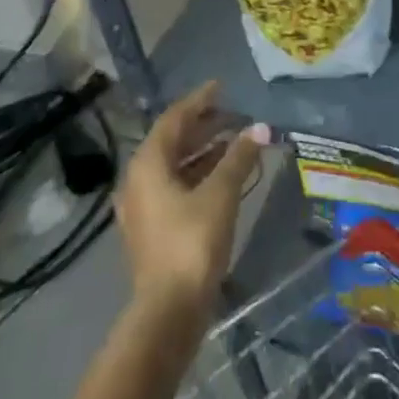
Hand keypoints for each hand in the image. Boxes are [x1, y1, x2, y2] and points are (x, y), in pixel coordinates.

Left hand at [118, 82, 264, 318]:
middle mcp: (138, 179)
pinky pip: (175, 186)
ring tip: (235, 141)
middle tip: (233, 115)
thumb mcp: (220, 193)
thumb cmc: (192, 242)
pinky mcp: (152, 229)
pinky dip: (198, 174)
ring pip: (174, 165)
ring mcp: (143, 206)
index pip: (174, 118)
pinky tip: (224, 176)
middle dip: (203, 125)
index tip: (221, 87)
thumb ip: (239, 157)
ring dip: (203, 151)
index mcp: (148, 163)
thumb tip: (260, 128)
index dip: (199, 100)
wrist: (168, 311)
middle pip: (172, 140)